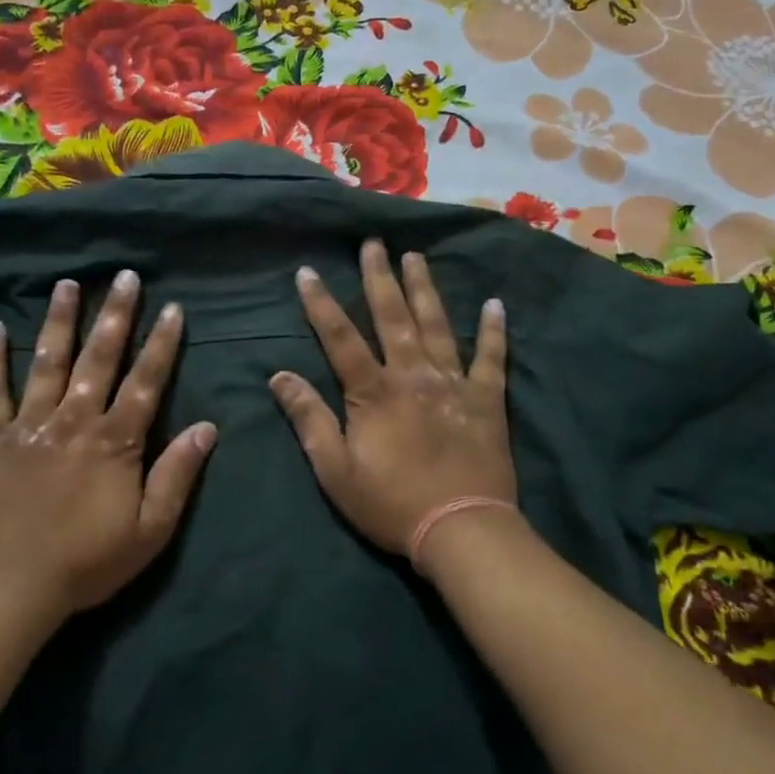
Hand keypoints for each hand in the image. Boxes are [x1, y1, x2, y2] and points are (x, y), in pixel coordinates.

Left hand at [0, 270, 215, 626]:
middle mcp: (74, 420)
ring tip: (68, 284)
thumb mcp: (150, 531)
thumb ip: (178, 475)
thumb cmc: (86, 563)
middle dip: (115, 315)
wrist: (7, 588)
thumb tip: (208, 427)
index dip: (162, 343)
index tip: (171, 308)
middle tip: (124, 276)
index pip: (146, 381)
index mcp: (115, 441)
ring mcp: (29, 425)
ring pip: (48, 362)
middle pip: (100, 358)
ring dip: (60, 321)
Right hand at [270, 240, 514, 557]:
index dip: (321, 304)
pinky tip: (495, 304)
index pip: (340, 338)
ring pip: (437, 325)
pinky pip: (492, 358)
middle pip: (392, 317)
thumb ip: (309, 419)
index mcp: (373, 392)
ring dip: (425, 289)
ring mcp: (453, 384)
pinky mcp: (487, 400)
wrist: (460, 529)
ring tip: (416, 256)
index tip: (308, 271)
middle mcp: (413, 375)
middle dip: (379, 278)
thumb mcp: (334, 470)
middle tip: (374, 243)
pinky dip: (493, 330)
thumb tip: (279, 376)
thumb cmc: (390, 503)